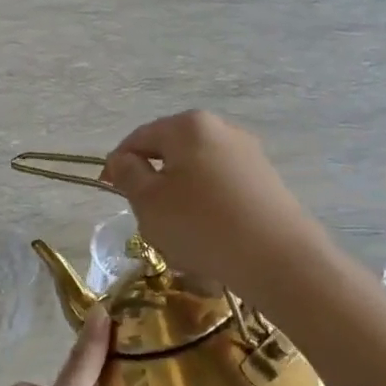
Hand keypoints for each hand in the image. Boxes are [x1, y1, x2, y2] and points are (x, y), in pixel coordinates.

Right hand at [100, 111, 315, 287]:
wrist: (277, 259)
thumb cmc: (200, 224)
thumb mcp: (148, 201)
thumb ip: (128, 175)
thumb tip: (123, 159)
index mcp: (188, 126)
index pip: (139, 138)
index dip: (118, 163)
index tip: (108, 190)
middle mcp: (221, 130)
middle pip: (171, 154)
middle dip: (153, 183)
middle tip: (144, 218)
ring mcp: (248, 155)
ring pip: (196, 174)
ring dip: (179, 199)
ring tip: (177, 235)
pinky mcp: (266, 182)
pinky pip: (222, 190)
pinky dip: (206, 209)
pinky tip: (208, 238)